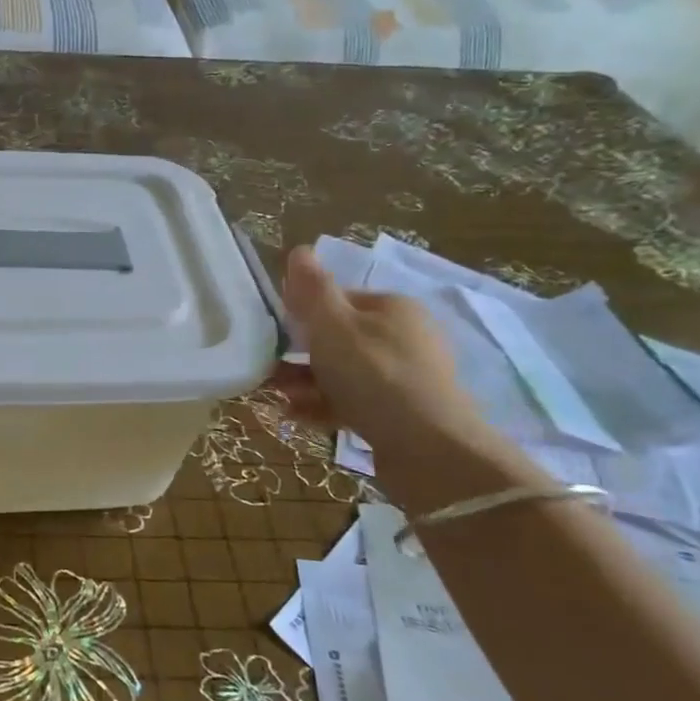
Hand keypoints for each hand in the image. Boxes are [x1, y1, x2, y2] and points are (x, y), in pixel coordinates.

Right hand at [272, 246, 495, 462]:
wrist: (429, 450)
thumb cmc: (374, 375)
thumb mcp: (333, 326)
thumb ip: (312, 290)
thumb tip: (299, 250)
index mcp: (392, 308)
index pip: (338, 300)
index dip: (304, 314)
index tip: (276, 334)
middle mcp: (404, 337)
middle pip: (338, 339)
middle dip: (300, 355)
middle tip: (270, 372)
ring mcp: (406, 378)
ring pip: (343, 372)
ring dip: (306, 382)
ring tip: (279, 396)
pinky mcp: (402, 413)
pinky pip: (354, 401)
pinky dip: (324, 405)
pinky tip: (297, 416)